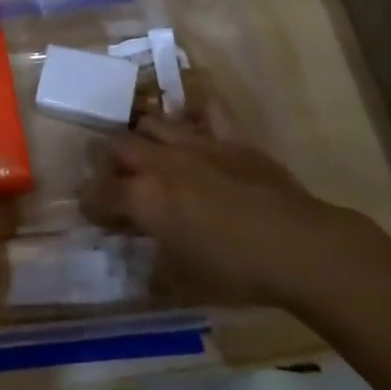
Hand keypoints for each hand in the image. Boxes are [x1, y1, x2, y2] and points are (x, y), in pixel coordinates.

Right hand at [79, 114, 377, 310]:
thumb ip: (156, 268)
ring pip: (152, 121)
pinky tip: (192, 118)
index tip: (93, 214)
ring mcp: (195, 142)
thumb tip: (145, 267)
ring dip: (143, 136)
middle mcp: (160, 162)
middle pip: (118, 146)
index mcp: (144, 198)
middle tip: (118, 181)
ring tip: (148, 152)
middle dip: (109, 162)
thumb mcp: (185, 281)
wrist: (298, 247)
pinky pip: (207, 108)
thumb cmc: (237, 272)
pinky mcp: (229, 136)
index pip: (100, 193)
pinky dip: (196, 108)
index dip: (91, 204)